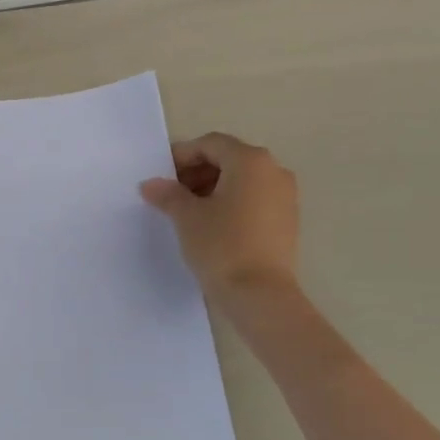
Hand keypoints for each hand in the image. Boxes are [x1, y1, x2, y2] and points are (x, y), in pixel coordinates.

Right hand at [140, 133, 299, 301]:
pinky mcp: (288, 219)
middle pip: (229, 158)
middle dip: (197, 171)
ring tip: (189, 211)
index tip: (162, 176)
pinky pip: (255, 198)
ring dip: (214, 187)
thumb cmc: (221, 245)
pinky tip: (213, 224)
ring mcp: (285, 195)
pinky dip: (232, 202)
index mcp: (250, 161)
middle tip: (172, 193)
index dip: (182, 156)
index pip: (210, 144)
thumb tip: (151, 184)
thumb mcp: (186, 217)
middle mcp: (273, 170)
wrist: (260, 294)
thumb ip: (168, 194)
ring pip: (243, 180)